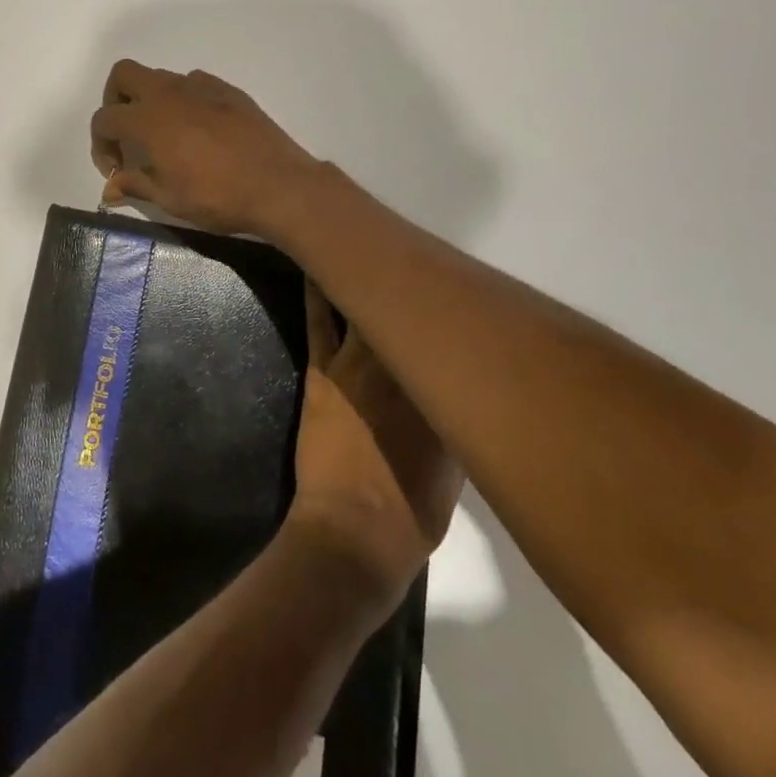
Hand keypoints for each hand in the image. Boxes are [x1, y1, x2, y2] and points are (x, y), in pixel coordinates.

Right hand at [90, 60, 319, 235]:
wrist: (278, 185)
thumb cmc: (217, 196)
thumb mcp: (169, 198)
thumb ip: (135, 185)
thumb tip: (109, 189)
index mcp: (148, 119)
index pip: (105, 118)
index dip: (100, 145)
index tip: (116, 171)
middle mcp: (170, 93)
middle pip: (124, 75)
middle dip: (115, 100)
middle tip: (127, 134)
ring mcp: (202, 87)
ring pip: (161, 77)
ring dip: (151, 100)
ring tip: (165, 136)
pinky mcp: (229, 91)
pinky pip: (194, 84)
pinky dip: (184, 100)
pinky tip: (198, 130)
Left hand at [287, 282, 460, 603]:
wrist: (355, 533)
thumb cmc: (412, 511)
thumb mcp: (456, 468)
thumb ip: (457, 420)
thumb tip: (453, 389)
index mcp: (442, 389)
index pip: (450, 338)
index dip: (451, 315)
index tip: (456, 294)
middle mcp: (405, 366)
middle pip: (411, 313)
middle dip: (416, 289)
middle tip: (418, 260)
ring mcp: (360, 364)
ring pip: (365, 305)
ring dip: (369, 277)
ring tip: (371, 244)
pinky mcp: (325, 370)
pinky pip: (322, 320)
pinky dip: (319, 292)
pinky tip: (318, 265)